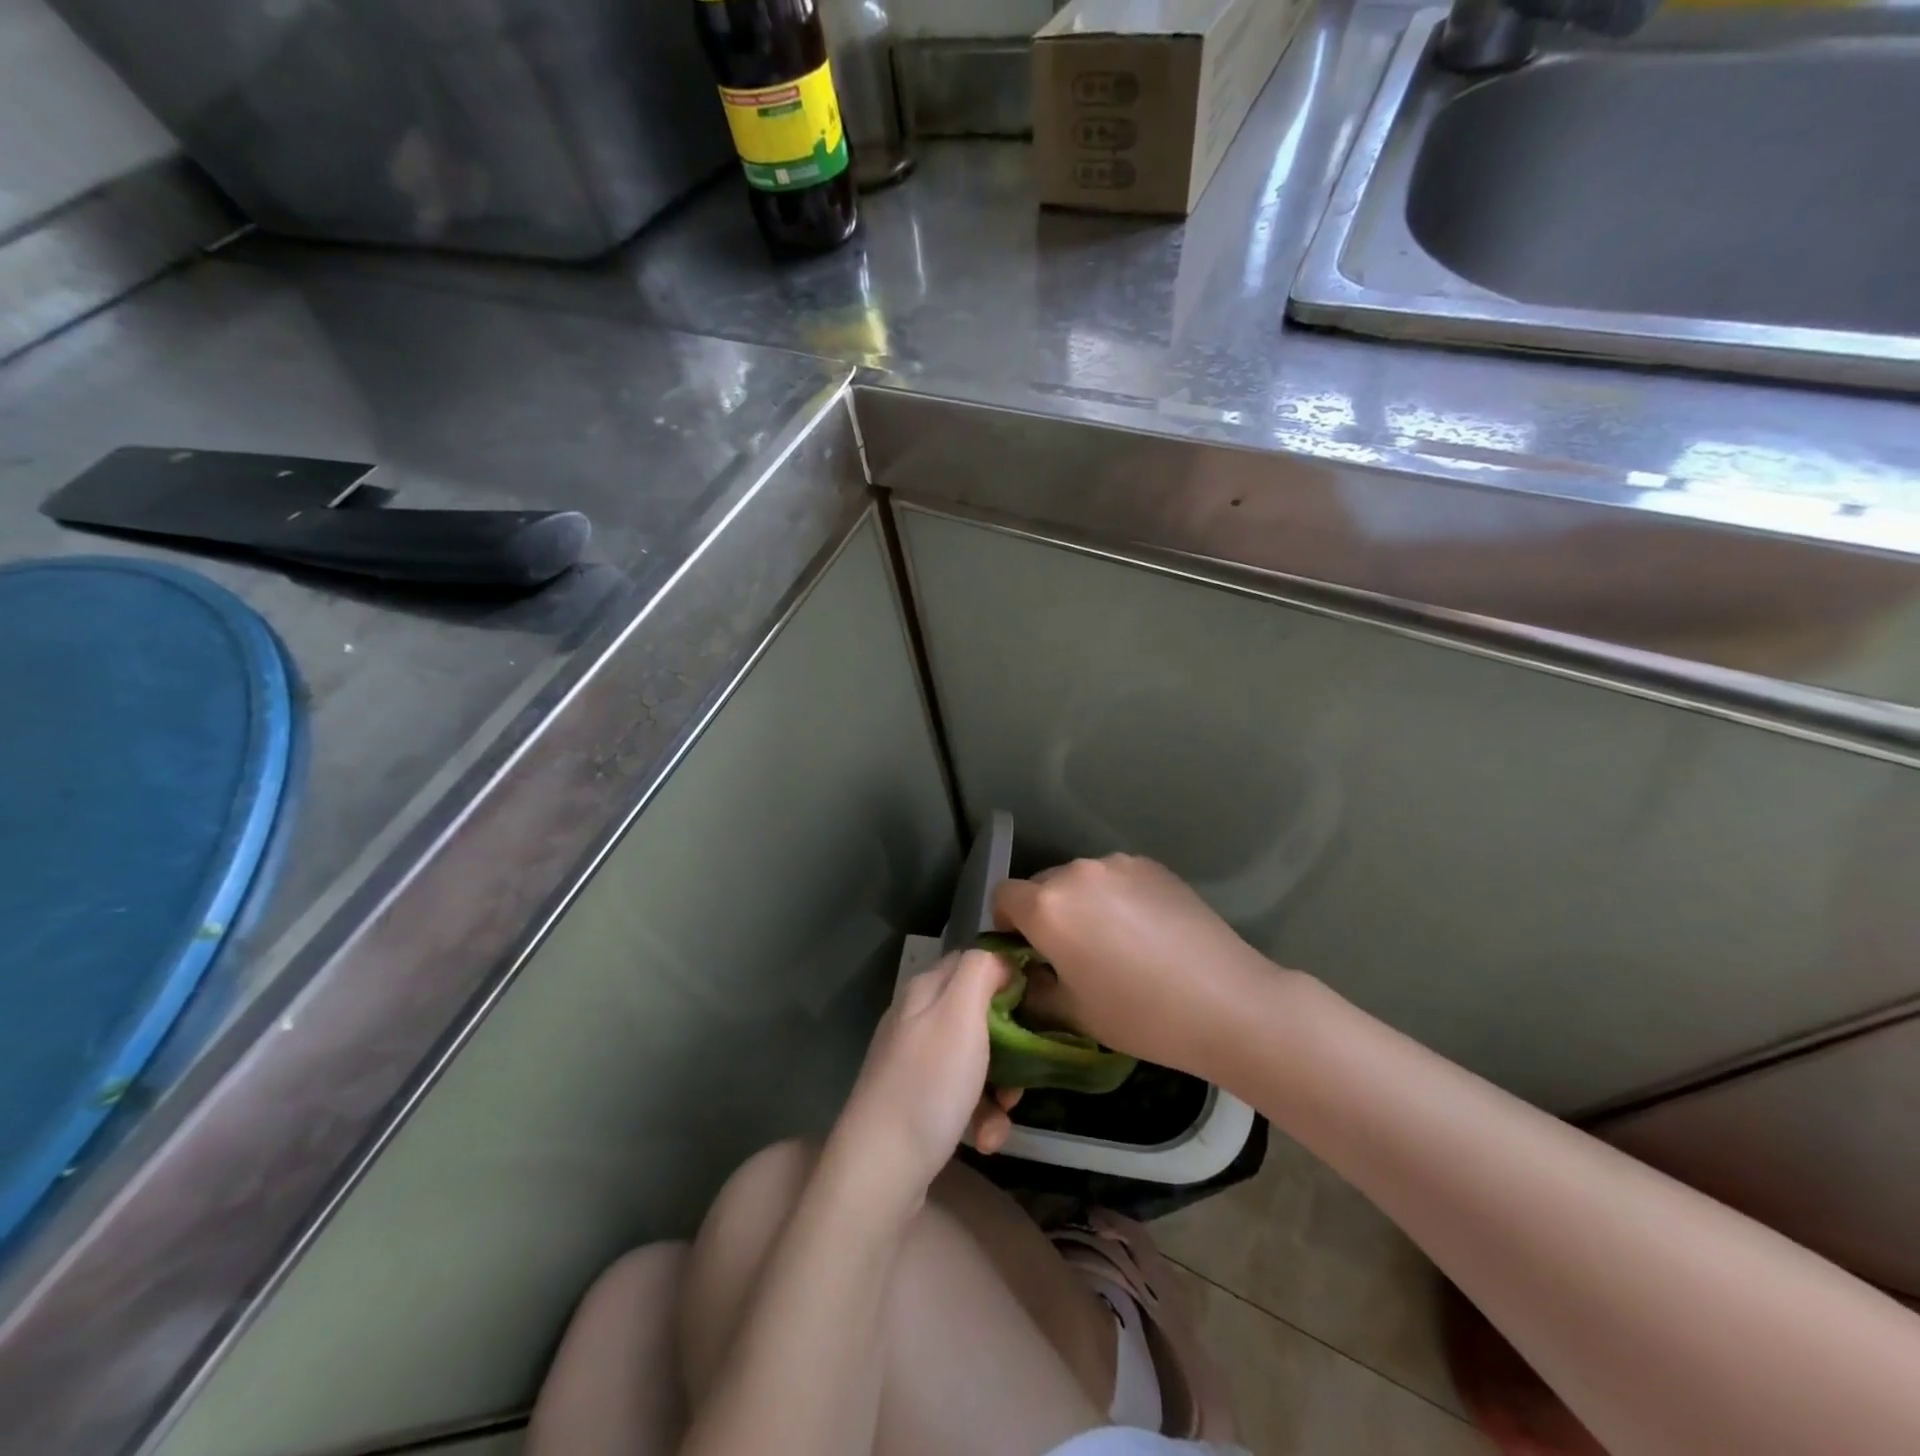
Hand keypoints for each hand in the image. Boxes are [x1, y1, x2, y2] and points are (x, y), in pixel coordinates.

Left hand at [831, 950, 1019, 1207]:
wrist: (881, 1168)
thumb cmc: (929, 1083)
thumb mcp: (960, 1014)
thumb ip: (980, 971)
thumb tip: (1000, 957)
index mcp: (926, 990)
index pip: (974, 962)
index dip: (1008, 976)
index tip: (1039, 1003)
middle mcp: (917, 1019)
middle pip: (980, 1016)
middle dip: (1011, 1046)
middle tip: (1024, 1072)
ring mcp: (915, 1063)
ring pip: (976, 1061)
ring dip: (999, 1090)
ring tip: (1001, 1117)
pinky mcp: (917, 1103)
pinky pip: (962, 1097)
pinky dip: (979, 1116)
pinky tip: (982, 1140)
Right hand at [994, 854, 1274, 1078]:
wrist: (1226, 1002)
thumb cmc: (1140, 1015)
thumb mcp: (1073, 1013)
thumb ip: (1035, 989)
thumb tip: (1028, 974)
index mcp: (1049, 907)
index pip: (1003, 896)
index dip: (1005, 923)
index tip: (1026, 951)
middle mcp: (1077, 873)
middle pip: (1042, 885)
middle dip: (1045, 913)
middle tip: (1070, 952)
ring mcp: (1118, 864)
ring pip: (1081, 880)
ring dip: (1082, 903)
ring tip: (1113, 941)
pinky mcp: (1152, 866)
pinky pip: (1115, 878)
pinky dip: (1115, 897)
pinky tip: (1145, 931)